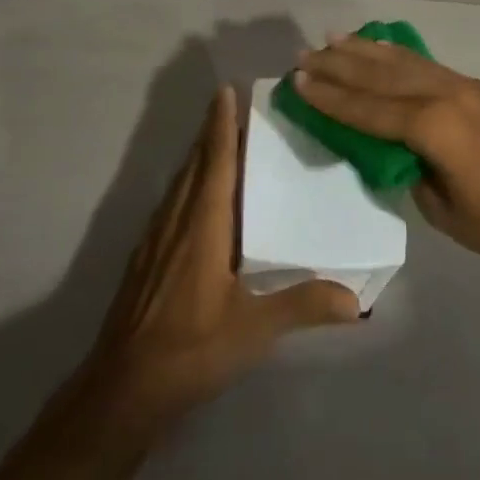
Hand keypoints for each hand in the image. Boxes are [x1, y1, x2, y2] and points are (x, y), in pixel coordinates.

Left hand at [80, 86, 359, 440]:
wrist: (123, 388)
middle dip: (211, 134)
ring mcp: (155, 241)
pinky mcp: (144, 260)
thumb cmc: (190, 349)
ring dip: (198, 158)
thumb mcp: (253, 330)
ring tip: (219, 144)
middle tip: (232, 108)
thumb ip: (302, 307)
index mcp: (203, 227)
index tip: (225, 91)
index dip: (221, 126)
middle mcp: (176, 222)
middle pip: (195, 165)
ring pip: (179, 184)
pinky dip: (186, 186)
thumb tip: (356, 300)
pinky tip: (195, 201)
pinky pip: (170, 205)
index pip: (215, 163)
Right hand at [295, 37, 479, 264]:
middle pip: (380, 76)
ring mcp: (462, 86)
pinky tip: (382, 47)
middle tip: (304, 55)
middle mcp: (443, 95)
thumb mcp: (442, 210)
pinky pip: (426, 64)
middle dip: (338, 65)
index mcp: (431, 127)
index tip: (298, 82)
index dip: (330, 98)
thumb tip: (390, 150)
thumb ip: (409, 171)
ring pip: (402, 62)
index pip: (368, 109)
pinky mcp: (476, 87)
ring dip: (365, 50)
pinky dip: (398, 54)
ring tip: (333, 39)